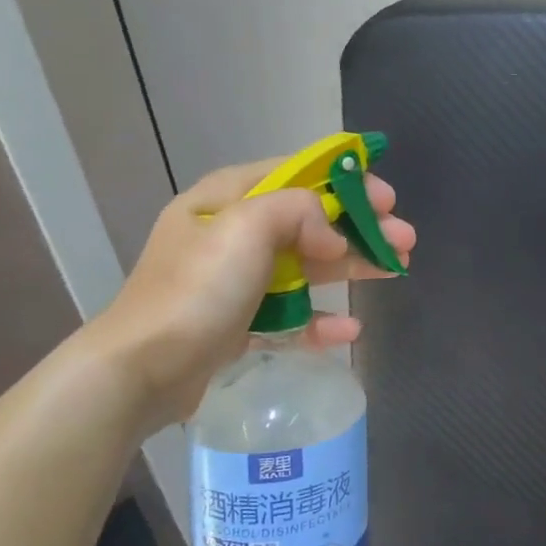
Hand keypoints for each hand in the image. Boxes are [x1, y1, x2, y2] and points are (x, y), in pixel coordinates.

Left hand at [87, 156, 415, 432]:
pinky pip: (291, 313)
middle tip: (405, 239)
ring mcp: (237, 281)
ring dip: (353, 267)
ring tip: (396, 270)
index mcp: (227, 199)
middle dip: (361, 227)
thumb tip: (330, 237)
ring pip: (308, 265)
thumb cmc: (196, 290)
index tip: (387, 198)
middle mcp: (232, 233)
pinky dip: (321, 319)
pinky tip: (350, 329)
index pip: (298, 174)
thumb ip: (298, 211)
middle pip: (311, 221)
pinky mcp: (240, 323)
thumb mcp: (245, 227)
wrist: (140, 371)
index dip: (347, 181)